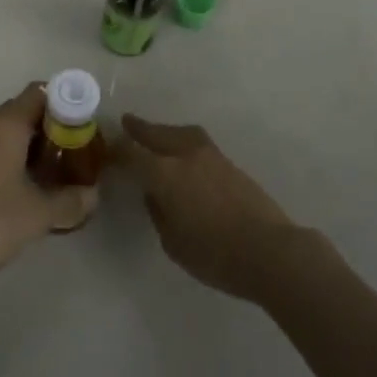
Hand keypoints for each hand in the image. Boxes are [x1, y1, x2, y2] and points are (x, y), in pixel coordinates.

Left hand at [0, 84, 98, 290]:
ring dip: (31, 149)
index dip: (65, 103)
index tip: (83, 127)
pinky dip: (11, 161)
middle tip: (74, 155)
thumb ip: (70, 201)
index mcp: (4, 125)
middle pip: (23, 112)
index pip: (39, 92)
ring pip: (5, 134)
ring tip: (54, 177)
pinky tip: (24, 192)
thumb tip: (93, 195)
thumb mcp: (38, 214)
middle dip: (51, 130)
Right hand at [116, 114, 300, 302]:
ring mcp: (210, 155)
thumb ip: (158, 212)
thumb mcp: (173, 242)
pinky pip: (196, 142)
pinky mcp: (229, 163)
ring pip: (180, 133)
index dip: (117, 151)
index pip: (132, 153)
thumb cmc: (215, 255)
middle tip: (126, 122)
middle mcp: (185, 155)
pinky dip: (182, 141)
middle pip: (156, 134)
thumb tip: (154, 194)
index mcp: (165, 174)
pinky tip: (182, 152)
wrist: (270, 251)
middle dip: (139, 128)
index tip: (106, 150)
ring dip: (164, 131)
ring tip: (155, 133)